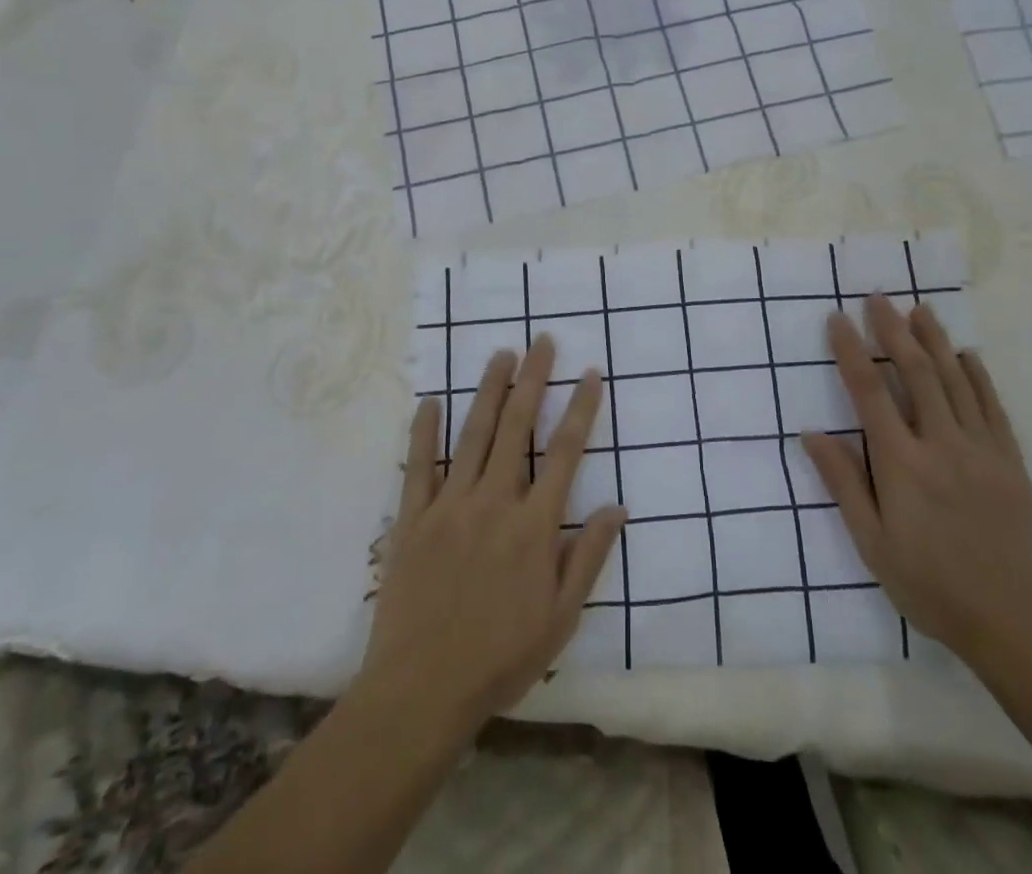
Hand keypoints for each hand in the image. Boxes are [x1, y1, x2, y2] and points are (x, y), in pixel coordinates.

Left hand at [357, 336, 625, 744]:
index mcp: (533, 525)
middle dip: (533, 379)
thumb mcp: (561, 618)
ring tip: (501, 355)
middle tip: (542, 341)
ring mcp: (449, 506)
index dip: (580, 408)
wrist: (421, 691)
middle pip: (517, 427)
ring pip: (472, 434)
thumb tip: (618, 507)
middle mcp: (494, 501)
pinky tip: (430, 400)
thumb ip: (588, 557)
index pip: (564, 452)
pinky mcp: (413, 519)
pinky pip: (417, 466)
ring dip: (489, 390)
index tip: (590, 373)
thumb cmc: (500, 657)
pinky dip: (424, 431)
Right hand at [802, 296, 1031, 663]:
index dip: (851, 352)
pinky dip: (977, 375)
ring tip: (918, 309)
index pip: (869, 393)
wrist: (1018, 625)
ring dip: (934, 340)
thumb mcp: (873, 545)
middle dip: (893, 330)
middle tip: (877, 297)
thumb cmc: (932, 587)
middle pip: (915, 373)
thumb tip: (810, 434)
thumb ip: (844, 484)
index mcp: (902, 465)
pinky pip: (993, 406)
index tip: (838, 319)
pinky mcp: (1012, 461)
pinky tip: (966, 354)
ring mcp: (982, 450)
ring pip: (955, 381)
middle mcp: (942, 445)